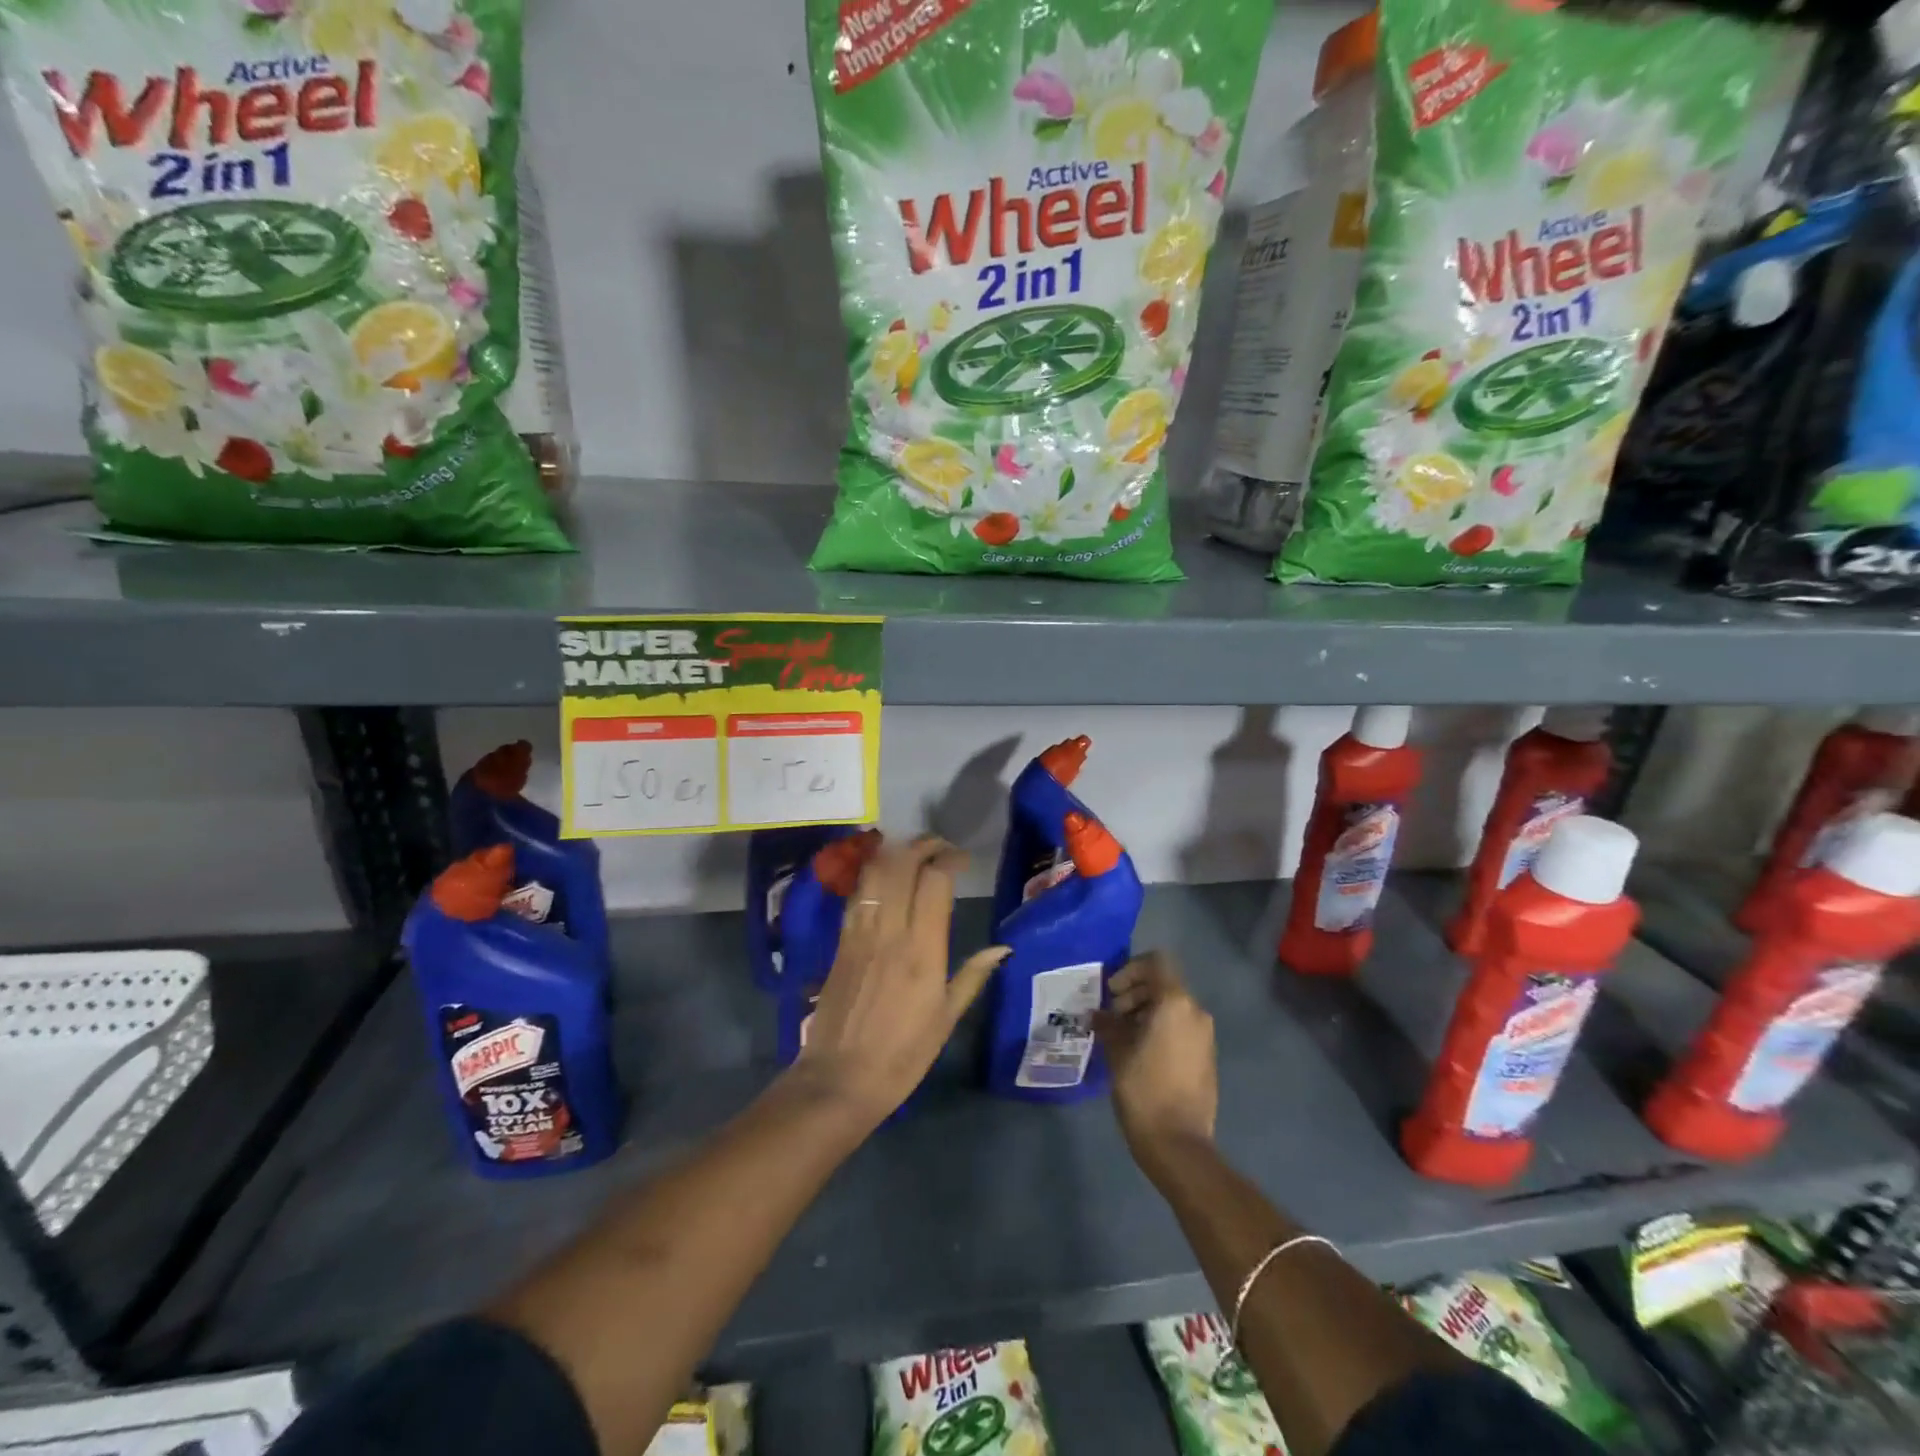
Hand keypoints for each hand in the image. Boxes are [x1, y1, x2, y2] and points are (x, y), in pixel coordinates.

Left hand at [795, 835, 1006, 1125]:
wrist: (839, 1078)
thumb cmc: (902, 1054)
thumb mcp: (946, 1019)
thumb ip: (972, 976)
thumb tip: (1002, 948)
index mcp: (923, 950)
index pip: (934, 882)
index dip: (949, 859)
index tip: (961, 860)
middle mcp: (890, 931)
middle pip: (901, 865)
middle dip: (922, 845)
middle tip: (940, 847)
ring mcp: (860, 932)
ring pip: (874, 873)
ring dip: (895, 853)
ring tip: (913, 853)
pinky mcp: (840, 940)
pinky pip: (857, 894)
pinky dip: (872, 875)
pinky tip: (883, 876)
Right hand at [1094, 952, 1217, 1170]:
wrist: (1179, 1144)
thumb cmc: (1144, 1090)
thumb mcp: (1117, 1052)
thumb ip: (1108, 1024)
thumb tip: (1098, 1015)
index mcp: (1175, 1003)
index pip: (1156, 962)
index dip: (1130, 969)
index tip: (1112, 993)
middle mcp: (1195, 1012)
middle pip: (1163, 984)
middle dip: (1135, 993)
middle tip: (1111, 1017)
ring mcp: (1205, 1035)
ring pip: (1172, 1006)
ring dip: (1145, 1012)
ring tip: (1121, 1036)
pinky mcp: (1206, 1056)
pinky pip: (1181, 1027)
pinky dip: (1160, 1028)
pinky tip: (1138, 1052)